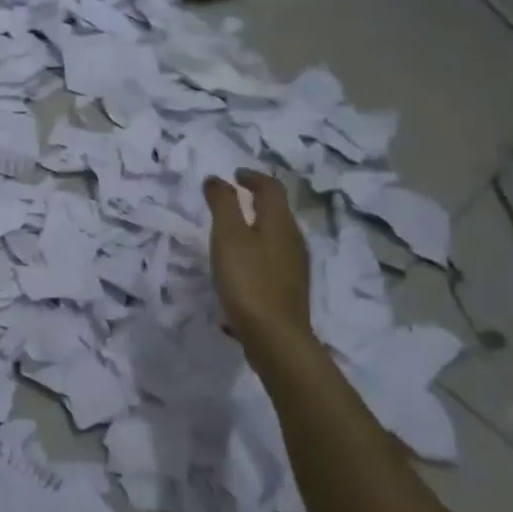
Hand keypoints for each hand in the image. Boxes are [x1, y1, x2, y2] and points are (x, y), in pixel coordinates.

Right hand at [204, 170, 314, 356]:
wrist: (275, 336)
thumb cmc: (248, 280)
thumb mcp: (228, 236)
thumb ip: (222, 204)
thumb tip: (217, 179)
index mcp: (280, 222)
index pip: (271, 188)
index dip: (253, 177)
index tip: (234, 175)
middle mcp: (293, 239)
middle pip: (278, 210)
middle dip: (257, 199)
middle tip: (232, 197)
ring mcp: (295, 265)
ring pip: (277, 234)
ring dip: (257, 224)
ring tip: (233, 229)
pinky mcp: (289, 287)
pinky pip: (274, 255)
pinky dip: (259, 247)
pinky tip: (244, 263)